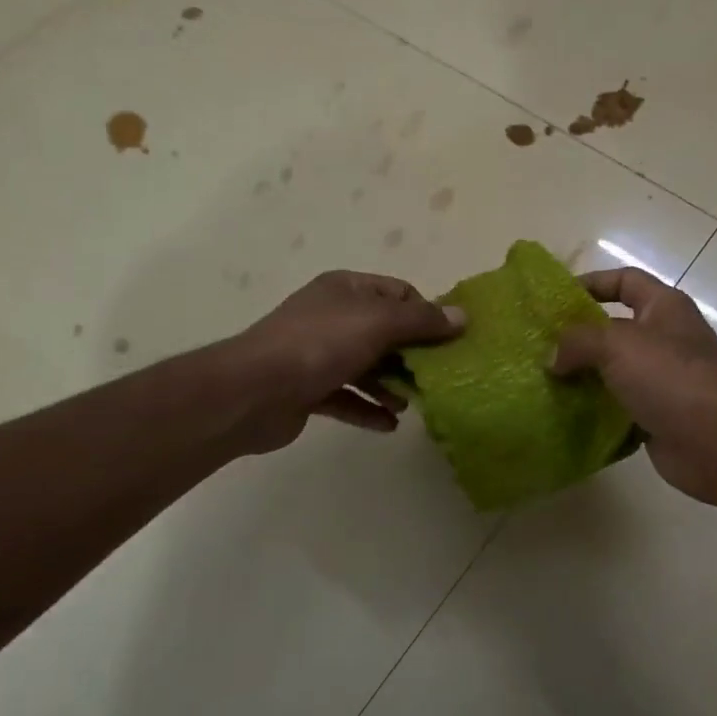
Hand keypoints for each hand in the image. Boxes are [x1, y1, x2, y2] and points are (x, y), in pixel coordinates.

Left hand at [225, 271, 464, 454]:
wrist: (253, 390)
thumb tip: (462, 316)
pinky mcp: (308, 389)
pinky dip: (368, 409)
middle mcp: (332, 316)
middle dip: (412, 355)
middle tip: (436, 377)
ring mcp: (318, 354)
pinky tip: (389, 425)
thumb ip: (422, 321)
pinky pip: (347, 397)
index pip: (398, 293)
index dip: (425, 314)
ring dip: (391, 385)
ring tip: (411, 404)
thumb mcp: (379, 323)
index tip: (448, 341)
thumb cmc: (321, 344)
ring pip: (366, 367)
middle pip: (385, 332)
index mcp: (347, 290)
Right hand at [551, 268, 716, 504]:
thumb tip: (552, 357)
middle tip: (539, 345)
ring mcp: (661, 377)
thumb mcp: (617, 345)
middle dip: (577, 335)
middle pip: (613, 327)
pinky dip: (594, 406)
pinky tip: (563, 411)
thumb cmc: (671, 378)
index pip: (624, 280)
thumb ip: (577, 341)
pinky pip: (617, 403)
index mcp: (664, 307)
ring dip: (581, 374)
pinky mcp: (655, 412)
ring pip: (612, 368)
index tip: (556, 299)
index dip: (591, 283)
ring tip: (543, 379)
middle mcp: (664, 337)